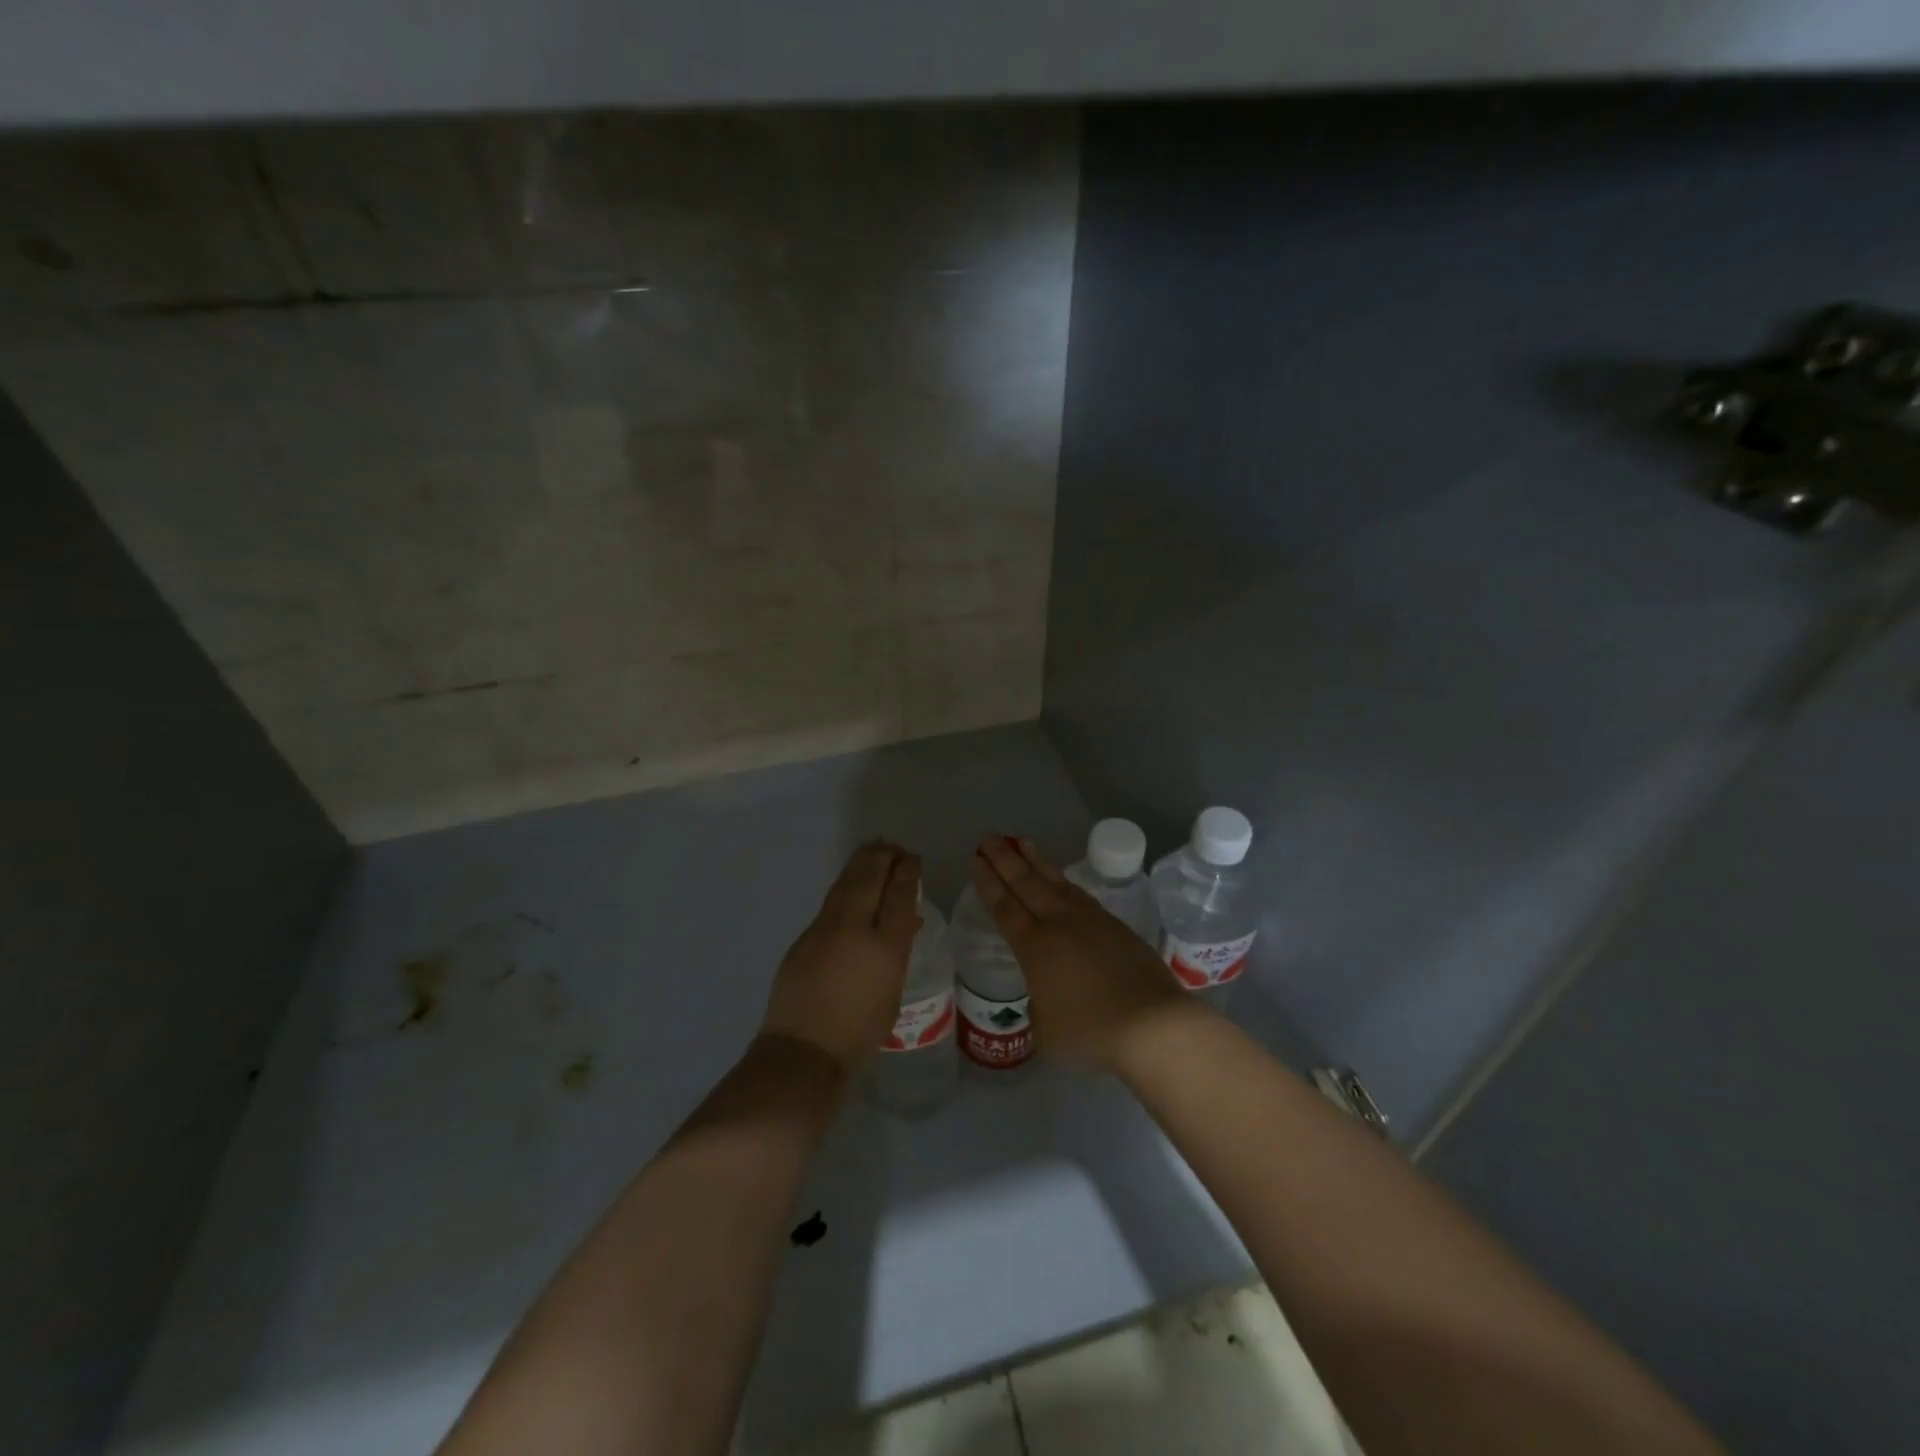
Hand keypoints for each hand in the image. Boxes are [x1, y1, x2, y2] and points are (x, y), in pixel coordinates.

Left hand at [761, 840, 920, 1071]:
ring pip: (846, 885)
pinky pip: (830, 902)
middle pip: (870, 879)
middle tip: (893, 846)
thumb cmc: (860, 1030)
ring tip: (873, 851)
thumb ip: (898, 950)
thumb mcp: (893, 991)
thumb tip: (906, 920)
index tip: (912, 859)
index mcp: (885, 947)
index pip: (899, 895)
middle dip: (883, 858)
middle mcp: (854, 929)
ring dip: (861, 864)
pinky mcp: (803, 938)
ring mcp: (824, 930)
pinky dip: (845, 887)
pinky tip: (850, 885)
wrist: (805, 1050)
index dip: (907, 872)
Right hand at [971, 835, 1195, 1072]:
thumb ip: (1038, 1008)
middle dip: (1004, 859)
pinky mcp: (1114, 924)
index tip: (976, 860)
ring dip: (1035, 860)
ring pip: (1054, 881)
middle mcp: (1058, 923)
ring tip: (1021, 841)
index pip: (1004, 908)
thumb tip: (1045, 996)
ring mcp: (1089, 920)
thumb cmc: (1091, 1031)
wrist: (1150, 1023)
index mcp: (1034, 947)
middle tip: (988, 838)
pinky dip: (1063, 880)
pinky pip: (1078, 893)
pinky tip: (1060, 878)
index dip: (988, 883)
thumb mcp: (1047, 1030)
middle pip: (1025, 883)